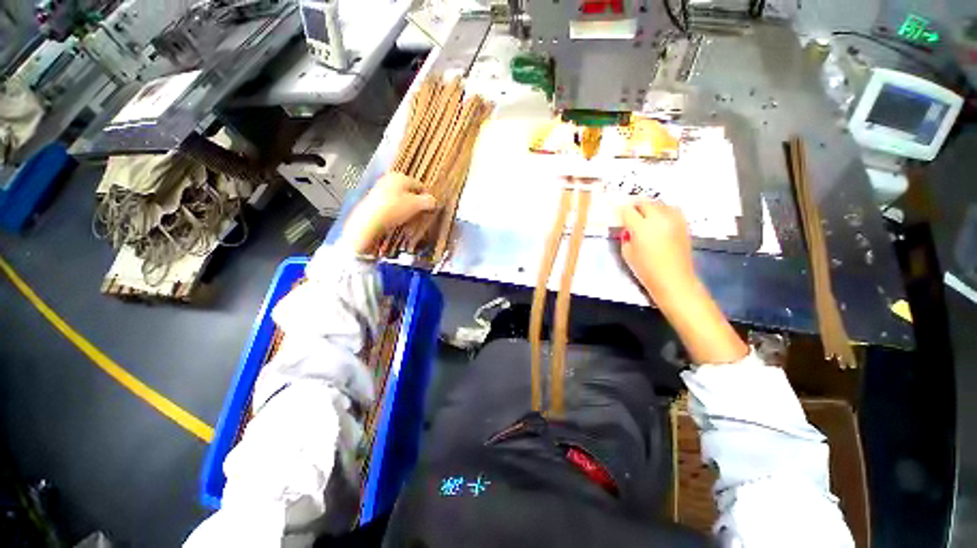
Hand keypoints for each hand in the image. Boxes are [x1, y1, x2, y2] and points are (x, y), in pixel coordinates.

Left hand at [342, 173, 436, 253]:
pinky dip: (397, 212)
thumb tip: (434, 201)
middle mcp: (389, 179)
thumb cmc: (394, 208)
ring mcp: (380, 189)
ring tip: (410, 220)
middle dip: (417, 203)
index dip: (427, 197)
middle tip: (421, 215)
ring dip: (407, 209)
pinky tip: (398, 220)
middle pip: (409, 192)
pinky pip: (391, 205)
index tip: (431, 209)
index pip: (420, 185)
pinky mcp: (374, 201)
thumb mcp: (416, 205)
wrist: (368, 221)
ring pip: (400, 199)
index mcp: (400, 176)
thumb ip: (427, 201)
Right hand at [618, 199, 747, 363]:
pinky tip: (659, 219)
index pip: (627, 210)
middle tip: (630, 214)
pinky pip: (671, 209)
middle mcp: (658, 218)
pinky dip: (663, 210)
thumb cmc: (646, 270)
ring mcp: (673, 219)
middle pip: (644, 202)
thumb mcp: (627, 253)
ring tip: (645, 216)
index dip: (620, 211)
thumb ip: (626, 237)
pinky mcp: (683, 223)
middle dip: (635, 206)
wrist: (674, 279)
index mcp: (641, 227)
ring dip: (649, 207)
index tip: (617, 215)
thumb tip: (628, 228)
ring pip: (659, 203)